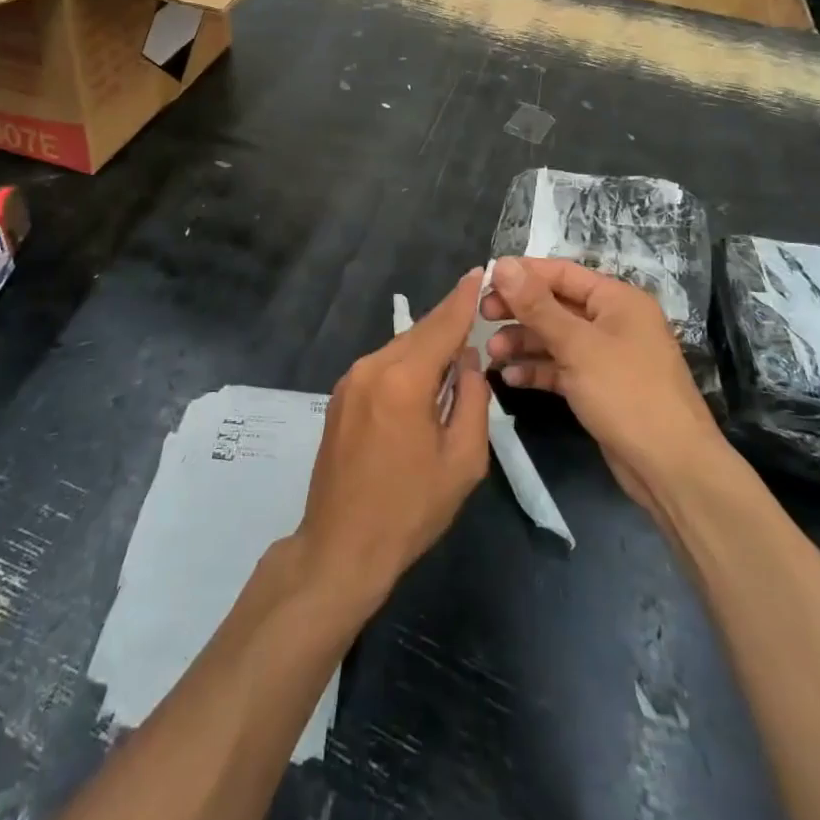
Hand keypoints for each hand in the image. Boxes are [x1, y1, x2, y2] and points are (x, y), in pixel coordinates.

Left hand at [296, 269, 490, 610]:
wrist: (340, 548)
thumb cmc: (410, 509)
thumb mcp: (462, 460)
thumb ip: (472, 400)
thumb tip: (467, 361)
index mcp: (403, 380)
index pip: (442, 325)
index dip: (463, 299)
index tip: (480, 271)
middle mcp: (371, 367)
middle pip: (419, 333)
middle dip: (449, 323)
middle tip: (477, 310)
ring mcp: (350, 380)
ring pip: (399, 349)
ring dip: (428, 349)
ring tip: (456, 359)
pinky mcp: (339, 396)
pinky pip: (382, 367)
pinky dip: (407, 366)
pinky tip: (422, 385)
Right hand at [484, 257, 728, 514]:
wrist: (671, 468)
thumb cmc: (627, 393)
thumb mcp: (577, 345)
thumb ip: (537, 305)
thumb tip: (502, 264)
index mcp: (617, 299)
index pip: (561, 273)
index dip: (522, 274)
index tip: (483, 281)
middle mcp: (613, 321)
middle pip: (556, 305)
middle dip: (519, 310)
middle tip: (482, 317)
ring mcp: (606, 356)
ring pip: (556, 338)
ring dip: (523, 342)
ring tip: (491, 353)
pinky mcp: (599, 387)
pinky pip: (562, 368)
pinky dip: (538, 369)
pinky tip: (510, 377)